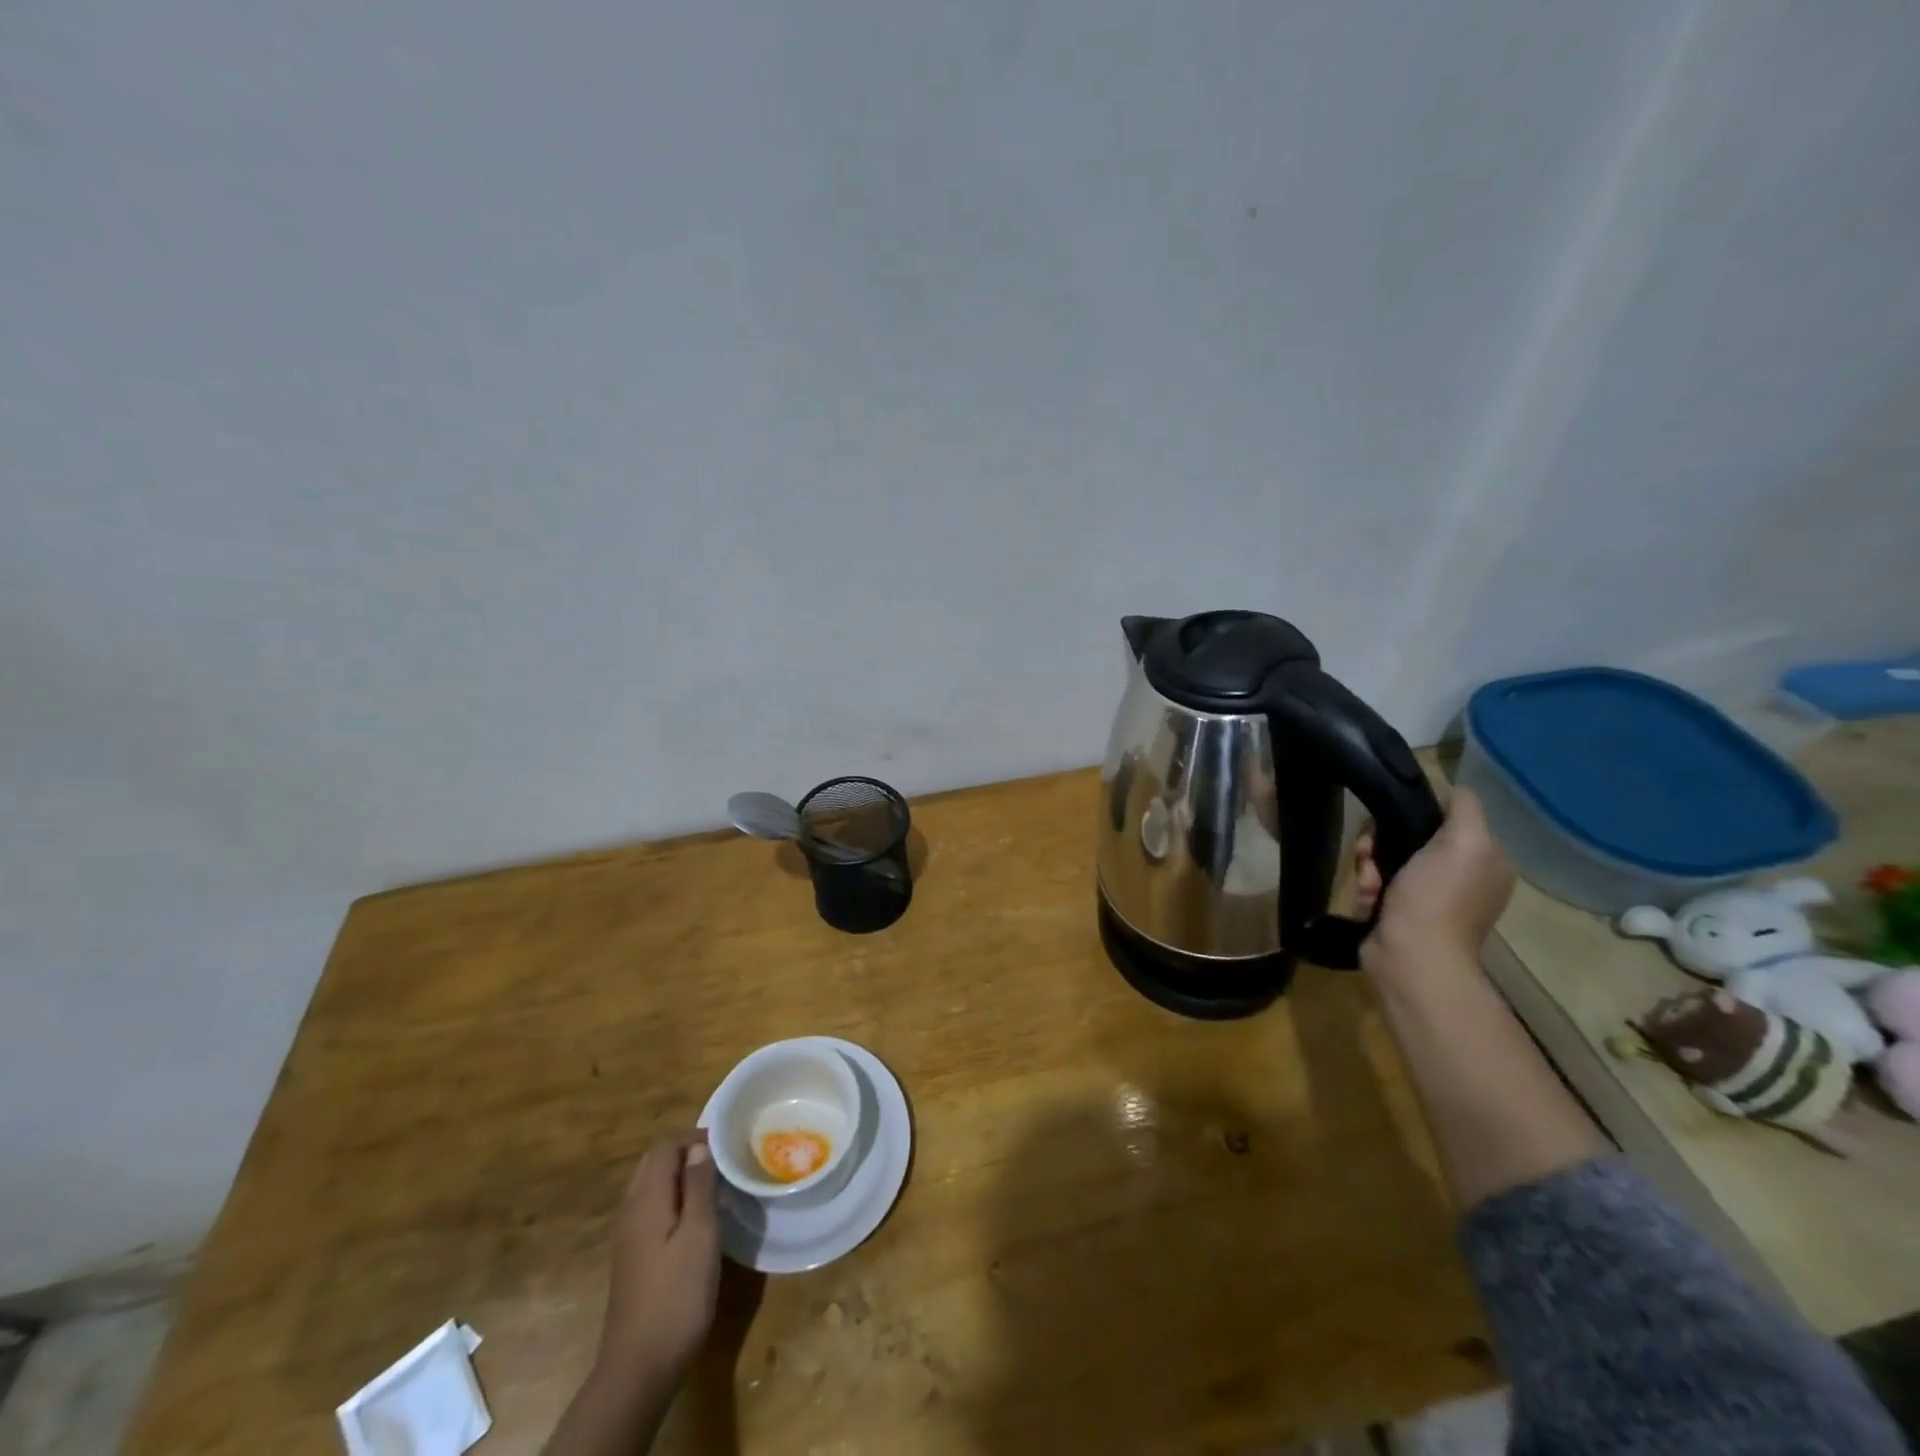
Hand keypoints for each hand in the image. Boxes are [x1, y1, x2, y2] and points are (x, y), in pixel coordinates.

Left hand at [597, 1133, 720, 1382]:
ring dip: (681, 1177)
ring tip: (715, 1186)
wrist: (639, 1368)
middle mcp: (631, 1210)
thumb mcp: (699, 1234)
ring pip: (652, 1187)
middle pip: (655, 1163)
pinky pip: (651, 1210)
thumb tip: (699, 1146)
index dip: (695, 1137)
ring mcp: (628, 1236)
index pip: (666, 1146)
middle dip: (687, 1153)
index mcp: (646, 1199)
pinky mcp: (633, 1257)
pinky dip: (673, 1200)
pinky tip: (697, 1220)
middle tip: (723, 1161)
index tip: (728, 1144)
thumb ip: (699, 1186)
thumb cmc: (676, 1295)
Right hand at [1353, 787, 1514, 982]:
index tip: (1394, 821)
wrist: (1411, 957)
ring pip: (1387, 858)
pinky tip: (1367, 898)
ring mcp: (1430, 897)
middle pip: (1410, 837)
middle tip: (1371, 854)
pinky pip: (1377, 883)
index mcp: (1485, 861)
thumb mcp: (1464, 841)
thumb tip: (1454, 788)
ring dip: (1369, 865)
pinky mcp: (1400, 912)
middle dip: (1383, 841)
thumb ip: (1464, 808)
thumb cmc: (1437, 897)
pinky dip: (1367, 887)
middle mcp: (1462, 877)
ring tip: (1369, 883)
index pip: (1446, 818)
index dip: (1416, 814)